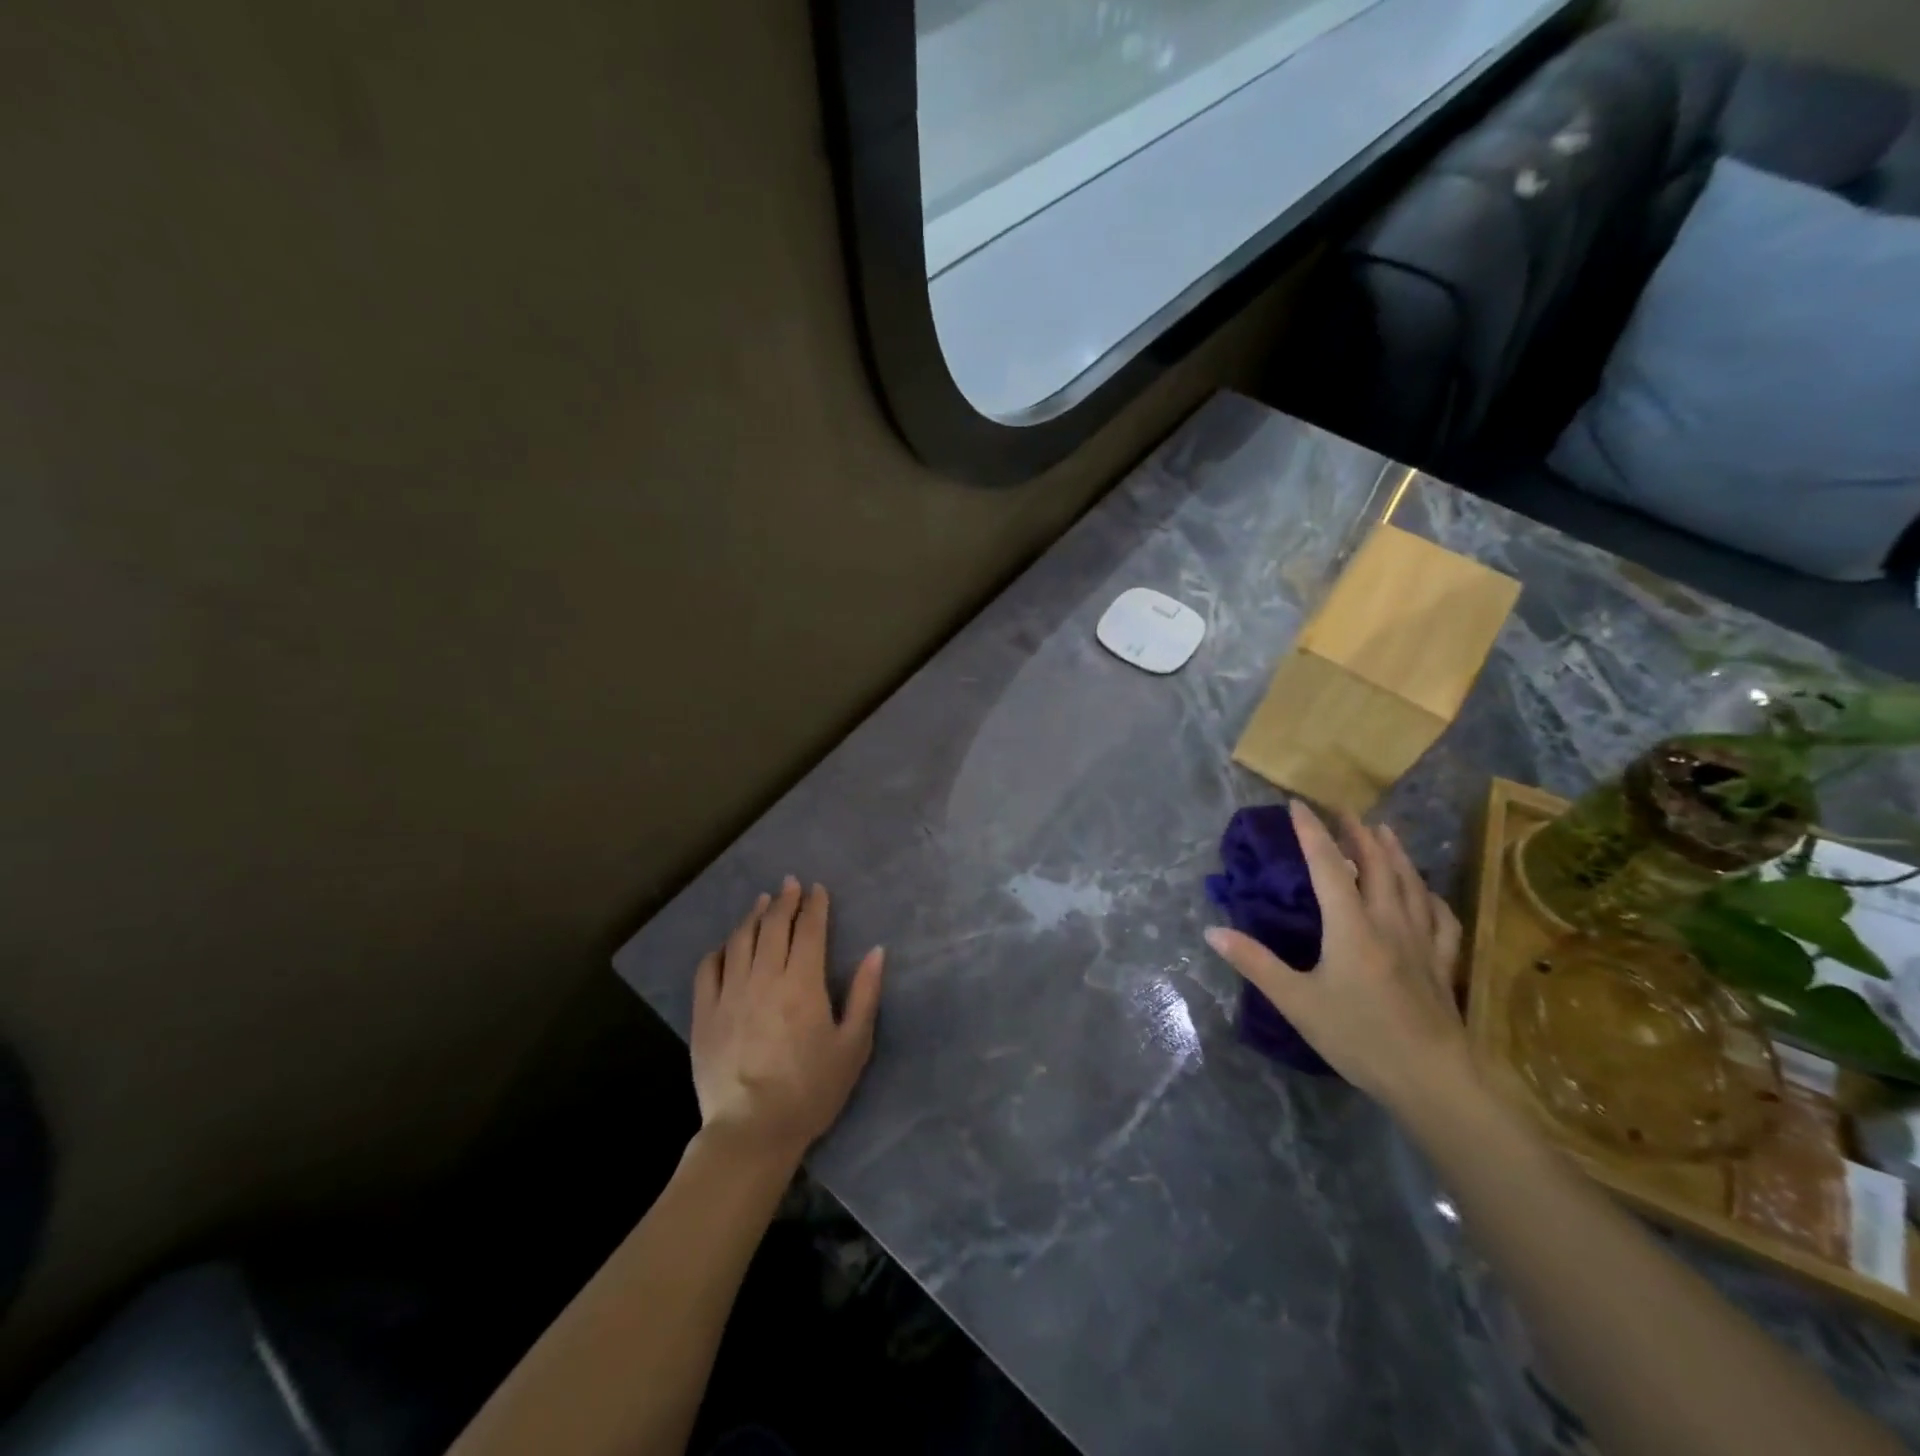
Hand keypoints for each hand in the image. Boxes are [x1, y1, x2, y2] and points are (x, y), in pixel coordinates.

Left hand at [690, 878, 884, 1163]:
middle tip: (791, 884)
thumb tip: (877, 951)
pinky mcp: (704, 1014)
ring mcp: (730, 993)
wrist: (752, 1131)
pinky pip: (708, 969)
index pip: (809, 930)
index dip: (814, 906)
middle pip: (773, 926)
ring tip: (763, 902)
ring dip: (754, 916)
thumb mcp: (853, 1045)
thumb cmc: (811, 1090)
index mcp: (803, 983)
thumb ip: (865, 994)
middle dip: (785, 901)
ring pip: (741, 940)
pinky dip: (720, 949)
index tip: (818, 889)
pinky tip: (728, 945)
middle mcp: (764, 977)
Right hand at [1205, 800, 1468, 1111]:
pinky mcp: (1442, 964)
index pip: (1329, 866)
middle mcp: (1388, 922)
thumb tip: (1213, 930)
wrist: (1434, 1080)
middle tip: (1343, 810)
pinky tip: (1426, 893)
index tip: (1298, 804)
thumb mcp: (1297, 1002)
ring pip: (1411, 884)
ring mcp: (1421, 941)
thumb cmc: (1359, 1037)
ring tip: (1384, 831)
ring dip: (1395, 853)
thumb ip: (1255, 963)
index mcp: (1351, 927)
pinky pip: (1440, 918)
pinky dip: (1430, 896)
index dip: (1312, 832)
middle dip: (1357, 833)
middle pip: (1377, 865)